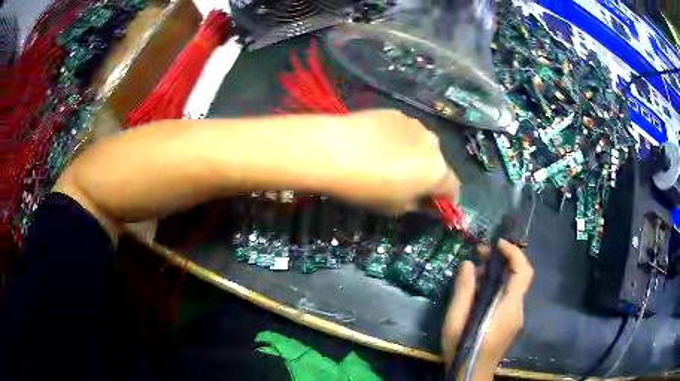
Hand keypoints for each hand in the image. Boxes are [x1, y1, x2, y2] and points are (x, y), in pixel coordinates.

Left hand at [318, 110, 457, 212]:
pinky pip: (404, 132)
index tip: (433, 203)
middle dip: (427, 174)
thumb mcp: (394, 208)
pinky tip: (375, 144)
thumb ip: (416, 205)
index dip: (445, 198)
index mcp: (438, 171)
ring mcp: (415, 124)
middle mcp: (434, 144)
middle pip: (437, 164)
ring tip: (386, 160)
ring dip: (413, 154)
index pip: (453, 188)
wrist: (334, 150)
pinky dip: (397, 140)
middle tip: (404, 182)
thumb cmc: (367, 187)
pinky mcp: (396, 113)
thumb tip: (423, 200)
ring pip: (421, 145)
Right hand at [441, 239, 533, 379]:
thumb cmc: (463, 347)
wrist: (472, 374)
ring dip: (499, 274)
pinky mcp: (511, 323)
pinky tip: (480, 292)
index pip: (523, 271)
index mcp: (508, 307)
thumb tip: (467, 264)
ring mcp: (516, 317)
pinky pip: (509, 297)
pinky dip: (498, 287)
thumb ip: (463, 291)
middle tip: (481, 254)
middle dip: (503, 259)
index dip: (514, 253)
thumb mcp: (456, 319)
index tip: (498, 243)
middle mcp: (517, 309)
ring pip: (513, 287)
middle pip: (519, 276)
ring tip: (476, 272)